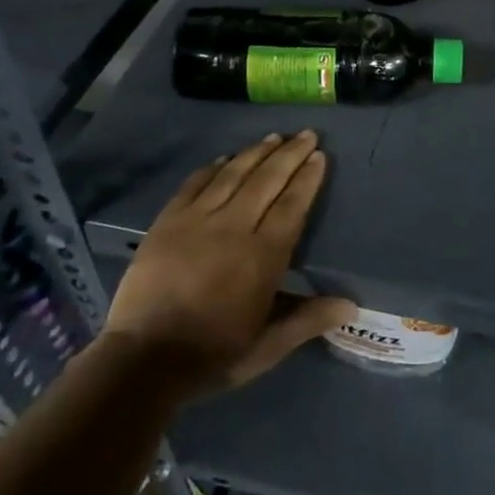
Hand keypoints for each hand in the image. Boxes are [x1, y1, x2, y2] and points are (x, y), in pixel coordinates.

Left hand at [102, 131, 354, 397]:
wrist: (143, 361)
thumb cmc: (212, 355)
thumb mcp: (266, 347)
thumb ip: (307, 320)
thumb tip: (350, 305)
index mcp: (263, 255)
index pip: (293, 204)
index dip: (307, 178)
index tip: (319, 156)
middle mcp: (235, 227)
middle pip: (268, 180)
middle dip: (290, 154)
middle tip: (306, 134)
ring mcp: (198, 220)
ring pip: (234, 174)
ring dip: (256, 152)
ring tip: (274, 137)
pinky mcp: (167, 221)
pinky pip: (195, 183)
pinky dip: (213, 167)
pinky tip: (225, 158)